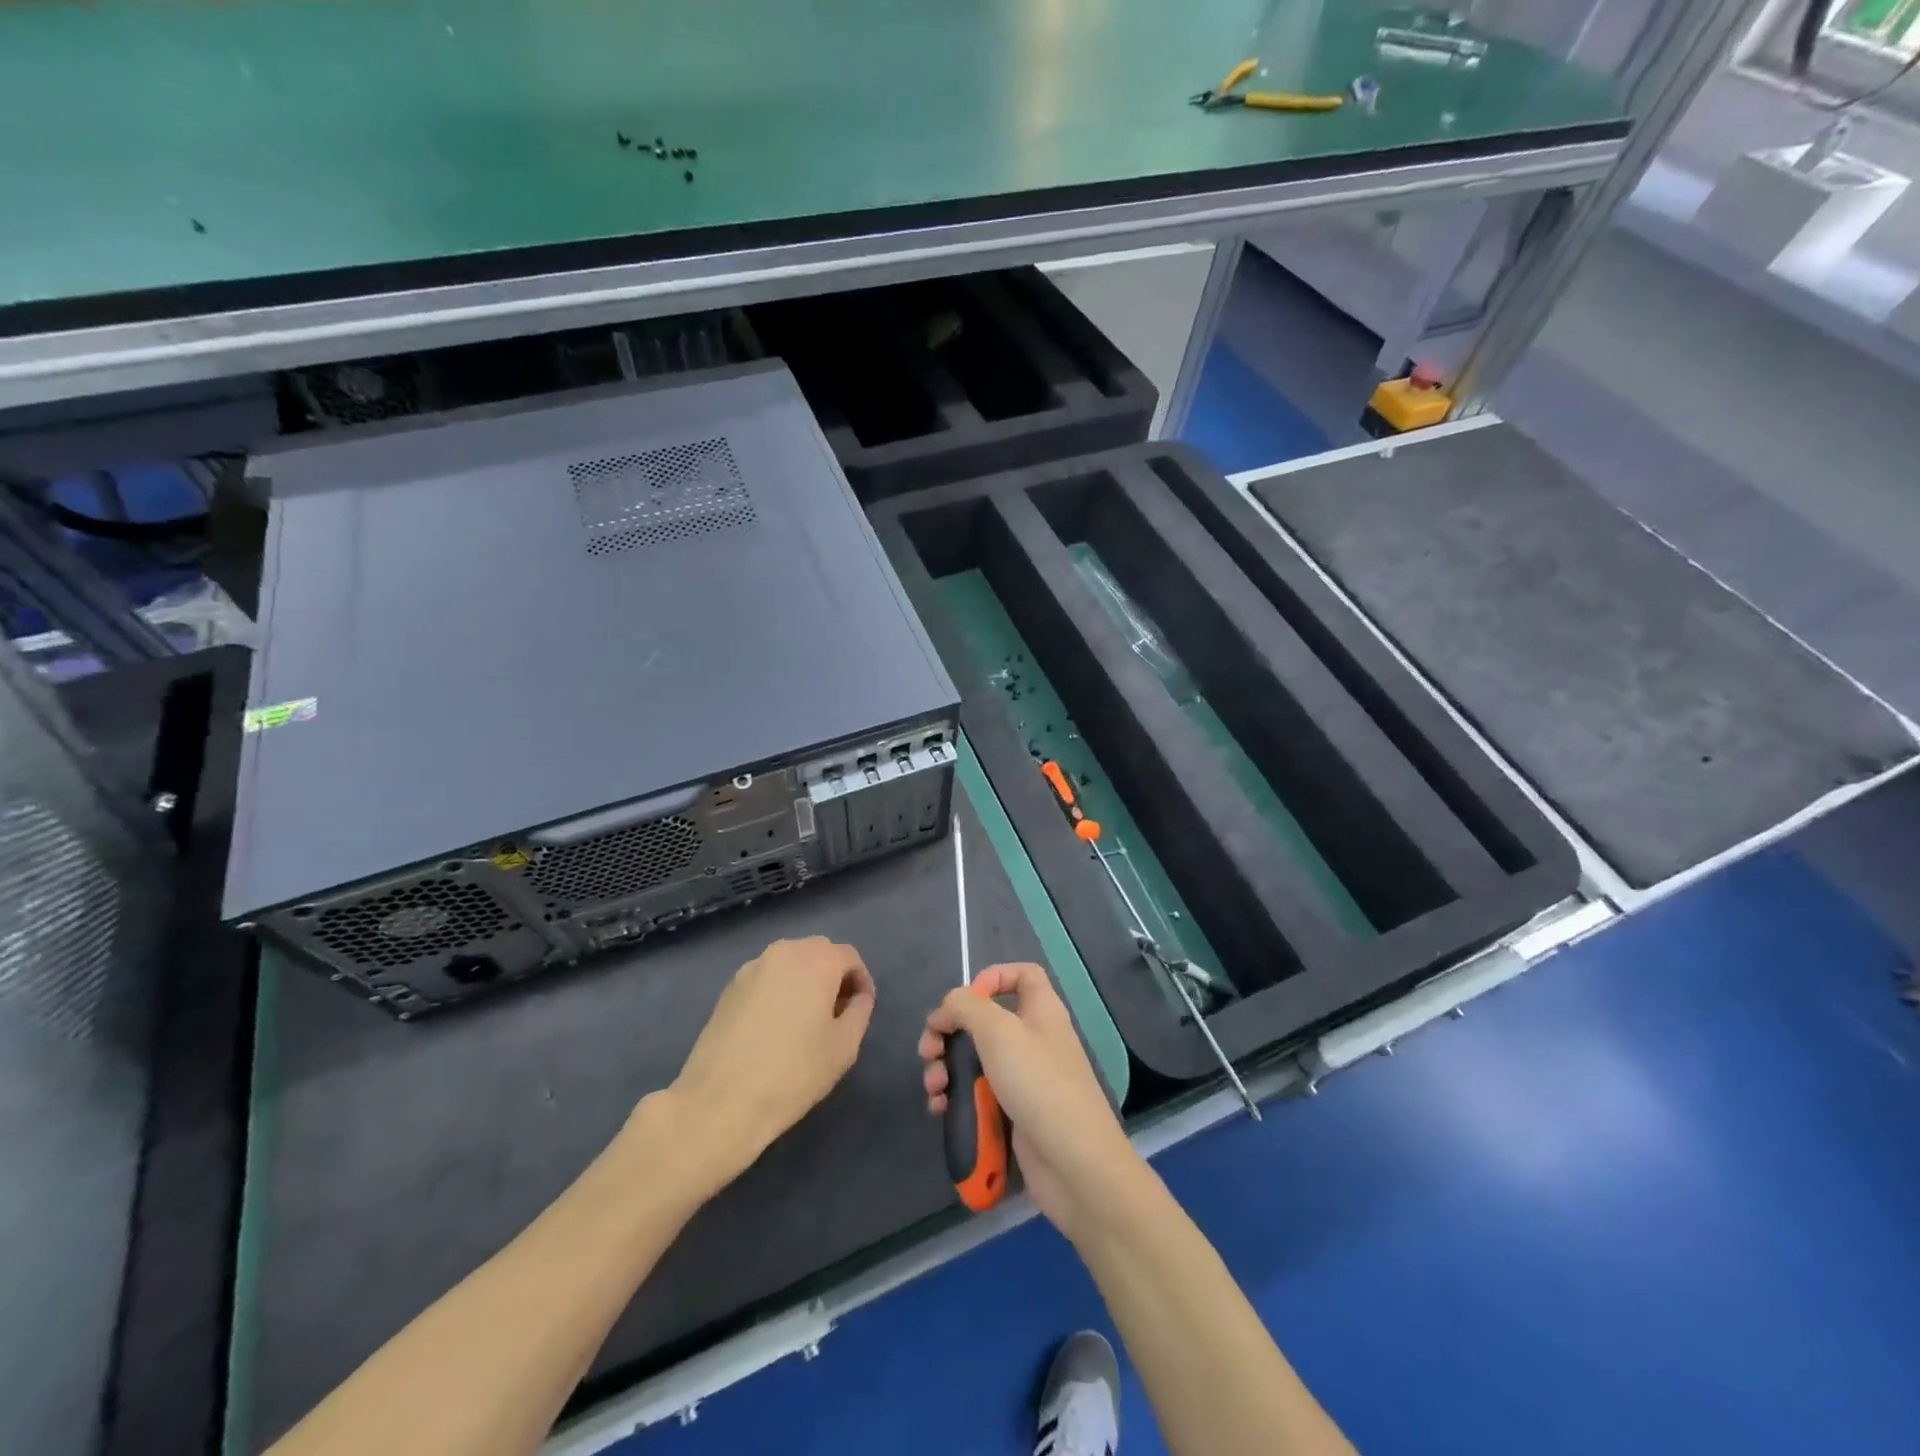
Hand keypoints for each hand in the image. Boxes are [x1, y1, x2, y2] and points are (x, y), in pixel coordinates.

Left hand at [661, 937, 874, 1187]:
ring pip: (789, 961)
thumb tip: (857, 996)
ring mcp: (752, 968)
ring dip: (804, 979)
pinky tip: (774, 1024)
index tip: (861, 1007)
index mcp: (817, 961)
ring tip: (805, 1017)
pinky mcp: (729, 987)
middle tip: (836, 1010)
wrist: (720, 1101)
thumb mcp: (844, 1047)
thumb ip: (859, 1011)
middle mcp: (784, 953)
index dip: (861, 980)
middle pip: (818, 951)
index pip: (849, 956)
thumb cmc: (793, 1073)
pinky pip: (765, 976)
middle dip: (833, 974)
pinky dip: (778, 989)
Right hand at [918, 963, 1144, 1242]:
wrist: (1074, 1162)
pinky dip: (957, 1098)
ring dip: (946, 1069)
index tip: (965, 1000)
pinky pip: (979, 1095)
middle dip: (950, 1032)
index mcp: (1041, 1010)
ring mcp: (1024, 1078)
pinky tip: (940, 1109)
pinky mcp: (1014, 1112)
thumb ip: (966, 1007)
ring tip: (933, 1087)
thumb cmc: (1038, 1083)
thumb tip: (947, 1008)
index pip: (1022, 974)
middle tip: (929, 1051)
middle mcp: (1033, 1038)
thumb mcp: (998, 1031)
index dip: (993, 977)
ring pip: (976, 1060)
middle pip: (985, 1021)